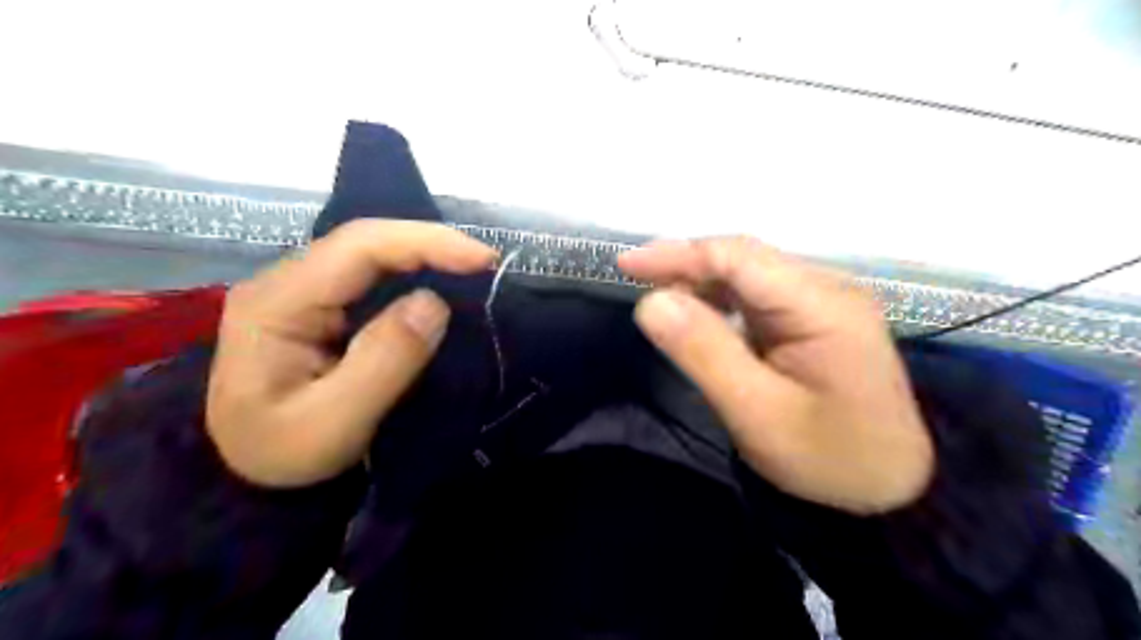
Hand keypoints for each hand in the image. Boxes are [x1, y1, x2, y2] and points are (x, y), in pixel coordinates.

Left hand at [207, 221, 491, 485]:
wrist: (251, 478)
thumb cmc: (286, 456)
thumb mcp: (334, 423)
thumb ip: (383, 361)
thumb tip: (434, 302)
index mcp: (277, 302)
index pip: (358, 246)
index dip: (426, 243)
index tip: (482, 260)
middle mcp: (286, 282)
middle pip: (367, 241)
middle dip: (433, 246)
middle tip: (487, 266)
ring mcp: (302, 291)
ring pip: (373, 254)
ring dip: (427, 258)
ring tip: (474, 273)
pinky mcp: (320, 305)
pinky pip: (374, 277)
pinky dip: (415, 277)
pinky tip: (442, 286)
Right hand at [620, 238, 931, 511]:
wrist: (893, 488)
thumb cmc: (828, 458)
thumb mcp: (757, 413)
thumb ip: (704, 352)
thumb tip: (650, 301)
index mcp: (822, 304)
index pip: (738, 257)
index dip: (678, 254)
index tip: (625, 265)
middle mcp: (825, 288)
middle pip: (743, 259)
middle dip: (684, 266)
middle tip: (633, 282)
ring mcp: (822, 302)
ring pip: (747, 275)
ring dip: (699, 283)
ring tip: (658, 301)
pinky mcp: (814, 318)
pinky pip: (756, 296)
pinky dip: (719, 301)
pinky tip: (697, 316)